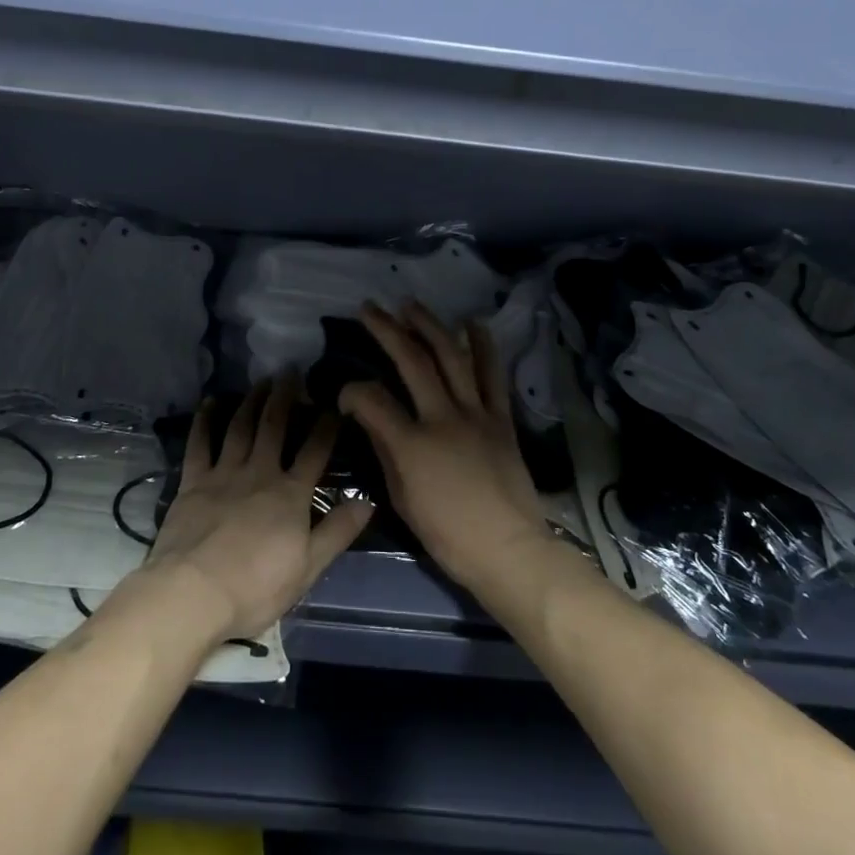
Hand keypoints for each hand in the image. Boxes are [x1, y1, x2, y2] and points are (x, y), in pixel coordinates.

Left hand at [139, 376, 371, 643]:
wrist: (195, 592)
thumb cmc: (256, 587)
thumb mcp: (308, 567)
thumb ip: (337, 531)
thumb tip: (368, 500)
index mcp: (291, 494)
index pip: (315, 451)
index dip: (327, 426)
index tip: (334, 405)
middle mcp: (260, 472)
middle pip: (275, 427)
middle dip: (285, 397)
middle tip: (291, 372)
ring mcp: (224, 473)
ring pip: (241, 427)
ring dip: (252, 401)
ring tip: (261, 381)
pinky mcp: (194, 481)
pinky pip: (200, 443)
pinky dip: (205, 420)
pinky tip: (211, 402)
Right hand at [340, 302, 551, 591]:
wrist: (509, 550)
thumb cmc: (449, 535)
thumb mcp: (403, 499)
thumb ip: (384, 450)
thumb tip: (367, 415)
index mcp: (413, 444)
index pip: (372, 399)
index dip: (351, 390)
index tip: (344, 393)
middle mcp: (443, 417)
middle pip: (412, 362)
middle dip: (386, 330)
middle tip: (369, 308)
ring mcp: (476, 414)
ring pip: (451, 357)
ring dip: (429, 325)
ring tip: (410, 304)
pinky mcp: (501, 418)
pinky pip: (492, 375)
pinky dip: (483, 345)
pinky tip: (472, 322)